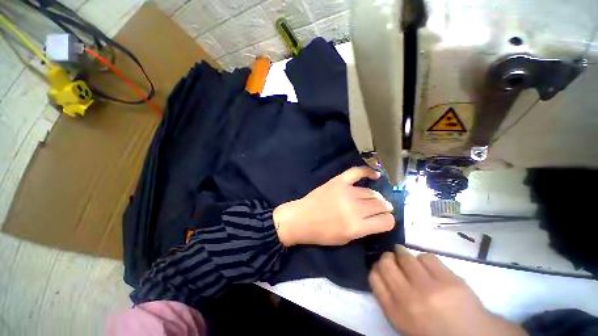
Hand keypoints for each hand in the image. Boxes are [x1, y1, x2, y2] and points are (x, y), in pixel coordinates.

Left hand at [273, 166, 394, 245]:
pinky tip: (376, 175)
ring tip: (374, 199)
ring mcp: (346, 192)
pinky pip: (357, 172)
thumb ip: (364, 229)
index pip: (386, 221)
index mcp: (357, 226)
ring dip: (376, 197)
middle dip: (384, 208)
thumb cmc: (321, 233)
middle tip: (380, 209)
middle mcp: (355, 208)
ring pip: (372, 192)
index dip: (388, 221)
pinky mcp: (338, 181)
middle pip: (381, 205)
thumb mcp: (346, 239)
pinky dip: (368, 172)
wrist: (301, 218)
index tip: (384, 220)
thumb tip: (378, 218)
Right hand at [369, 246, 527, 335]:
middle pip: (386, 263)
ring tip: (406, 256)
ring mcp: (430, 288)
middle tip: (392, 258)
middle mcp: (408, 298)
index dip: (376, 267)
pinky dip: (424, 258)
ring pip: (405, 256)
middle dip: (387, 257)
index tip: (381, 266)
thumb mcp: (404, 322)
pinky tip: (427, 265)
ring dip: (402, 253)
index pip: (374, 277)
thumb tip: (380, 271)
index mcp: (396, 312)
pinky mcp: (449, 280)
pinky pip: (427, 257)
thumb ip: (389, 298)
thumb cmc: (433, 332)